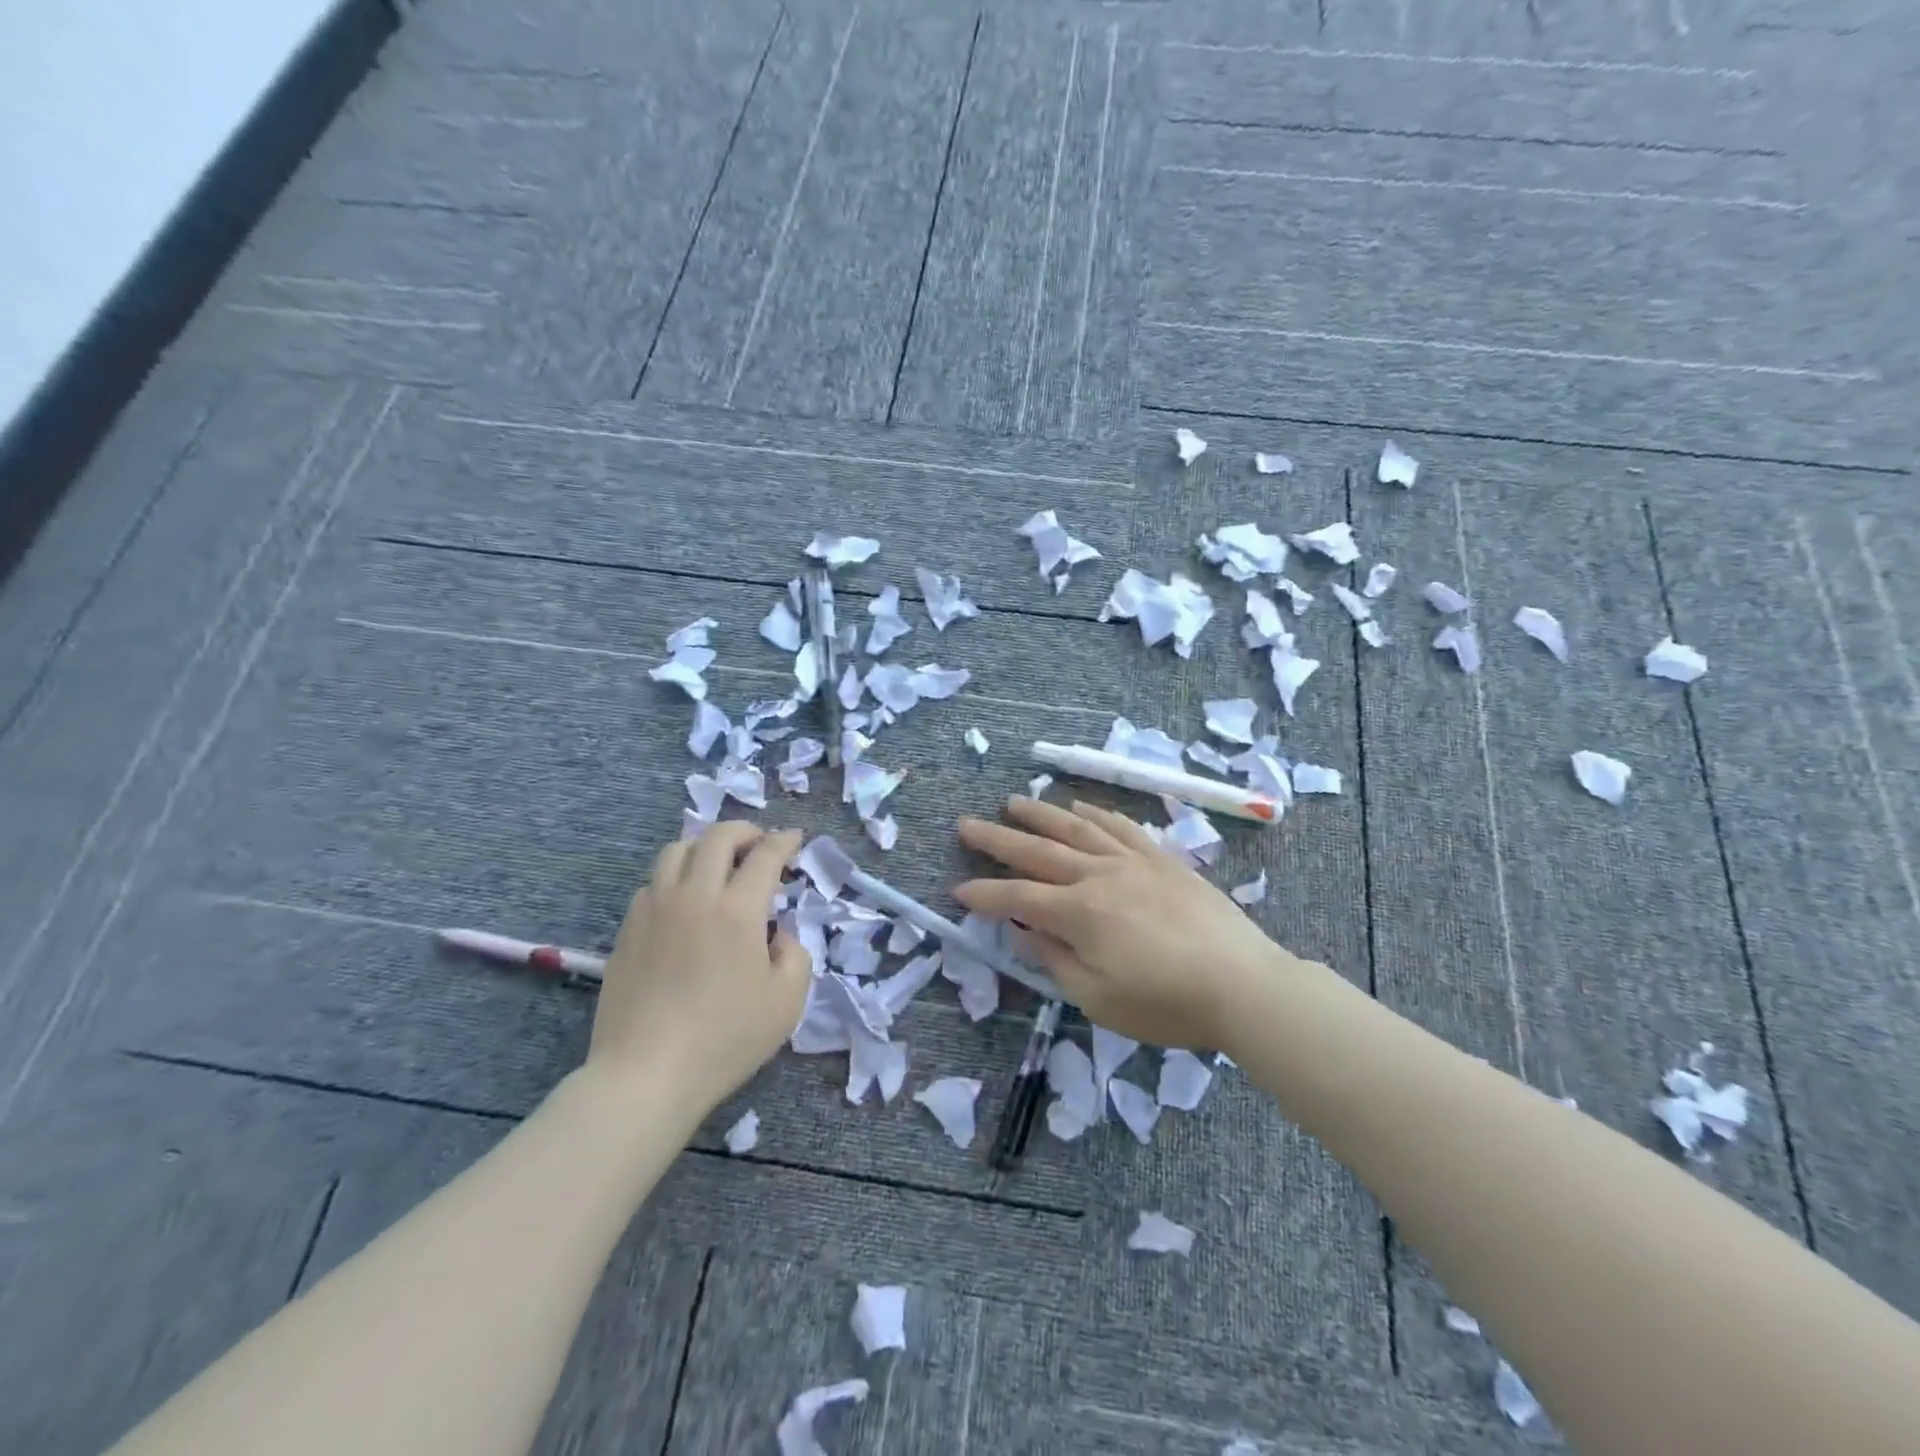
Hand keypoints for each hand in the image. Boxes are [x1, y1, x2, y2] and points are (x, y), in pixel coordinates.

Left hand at [585, 822, 808, 1112]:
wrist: (646, 1075)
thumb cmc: (725, 1039)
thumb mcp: (787, 1001)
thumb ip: (796, 955)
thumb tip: (780, 934)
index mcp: (738, 910)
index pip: (765, 855)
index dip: (784, 841)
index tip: (795, 838)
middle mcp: (694, 896)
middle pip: (716, 837)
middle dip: (744, 831)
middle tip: (759, 844)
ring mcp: (654, 909)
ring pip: (676, 850)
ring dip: (704, 847)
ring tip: (718, 864)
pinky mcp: (627, 929)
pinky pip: (652, 882)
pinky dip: (675, 877)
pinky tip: (684, 901)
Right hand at [955, 797, 1294, 1048]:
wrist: (1243, 984)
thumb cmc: (1166, 1003)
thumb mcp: (1098, 998)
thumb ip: (1054, 960)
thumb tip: (1020, 930)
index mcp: (1079, 913)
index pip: (1017, 897)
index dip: (984, 894)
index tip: (957, 890)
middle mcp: (1099, 875)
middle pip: (1039, 851)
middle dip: (998, 839)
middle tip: (966, 824)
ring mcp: (1133, 861)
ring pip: (1077, 829)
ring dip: (1041, 814)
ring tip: (1013, 802)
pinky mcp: (1162, 859)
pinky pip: (1122, 826)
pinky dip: (1097, 813)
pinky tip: (1082, 806)